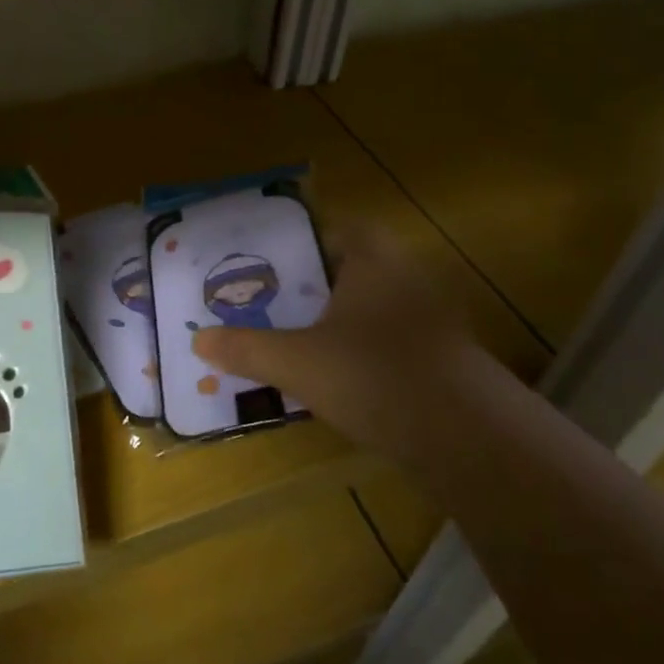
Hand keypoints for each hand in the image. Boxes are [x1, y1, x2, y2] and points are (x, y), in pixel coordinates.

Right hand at [192, 221, 476, 467]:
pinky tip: (337, 375)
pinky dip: (362, 348)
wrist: (465, 436)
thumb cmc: (373, 375)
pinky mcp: (442, 355)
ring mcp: (431, 316)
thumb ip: (246, 349)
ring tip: (293, 337)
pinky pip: (390, 337)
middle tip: (269, 301)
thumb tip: (197, 341)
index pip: (335, 228)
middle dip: (312, 284)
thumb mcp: (296, 362)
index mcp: (373, 259)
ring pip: (371, 305)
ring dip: (337, 319)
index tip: (266, 260)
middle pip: (350, 267)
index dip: (300, 239)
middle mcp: (406, 276)